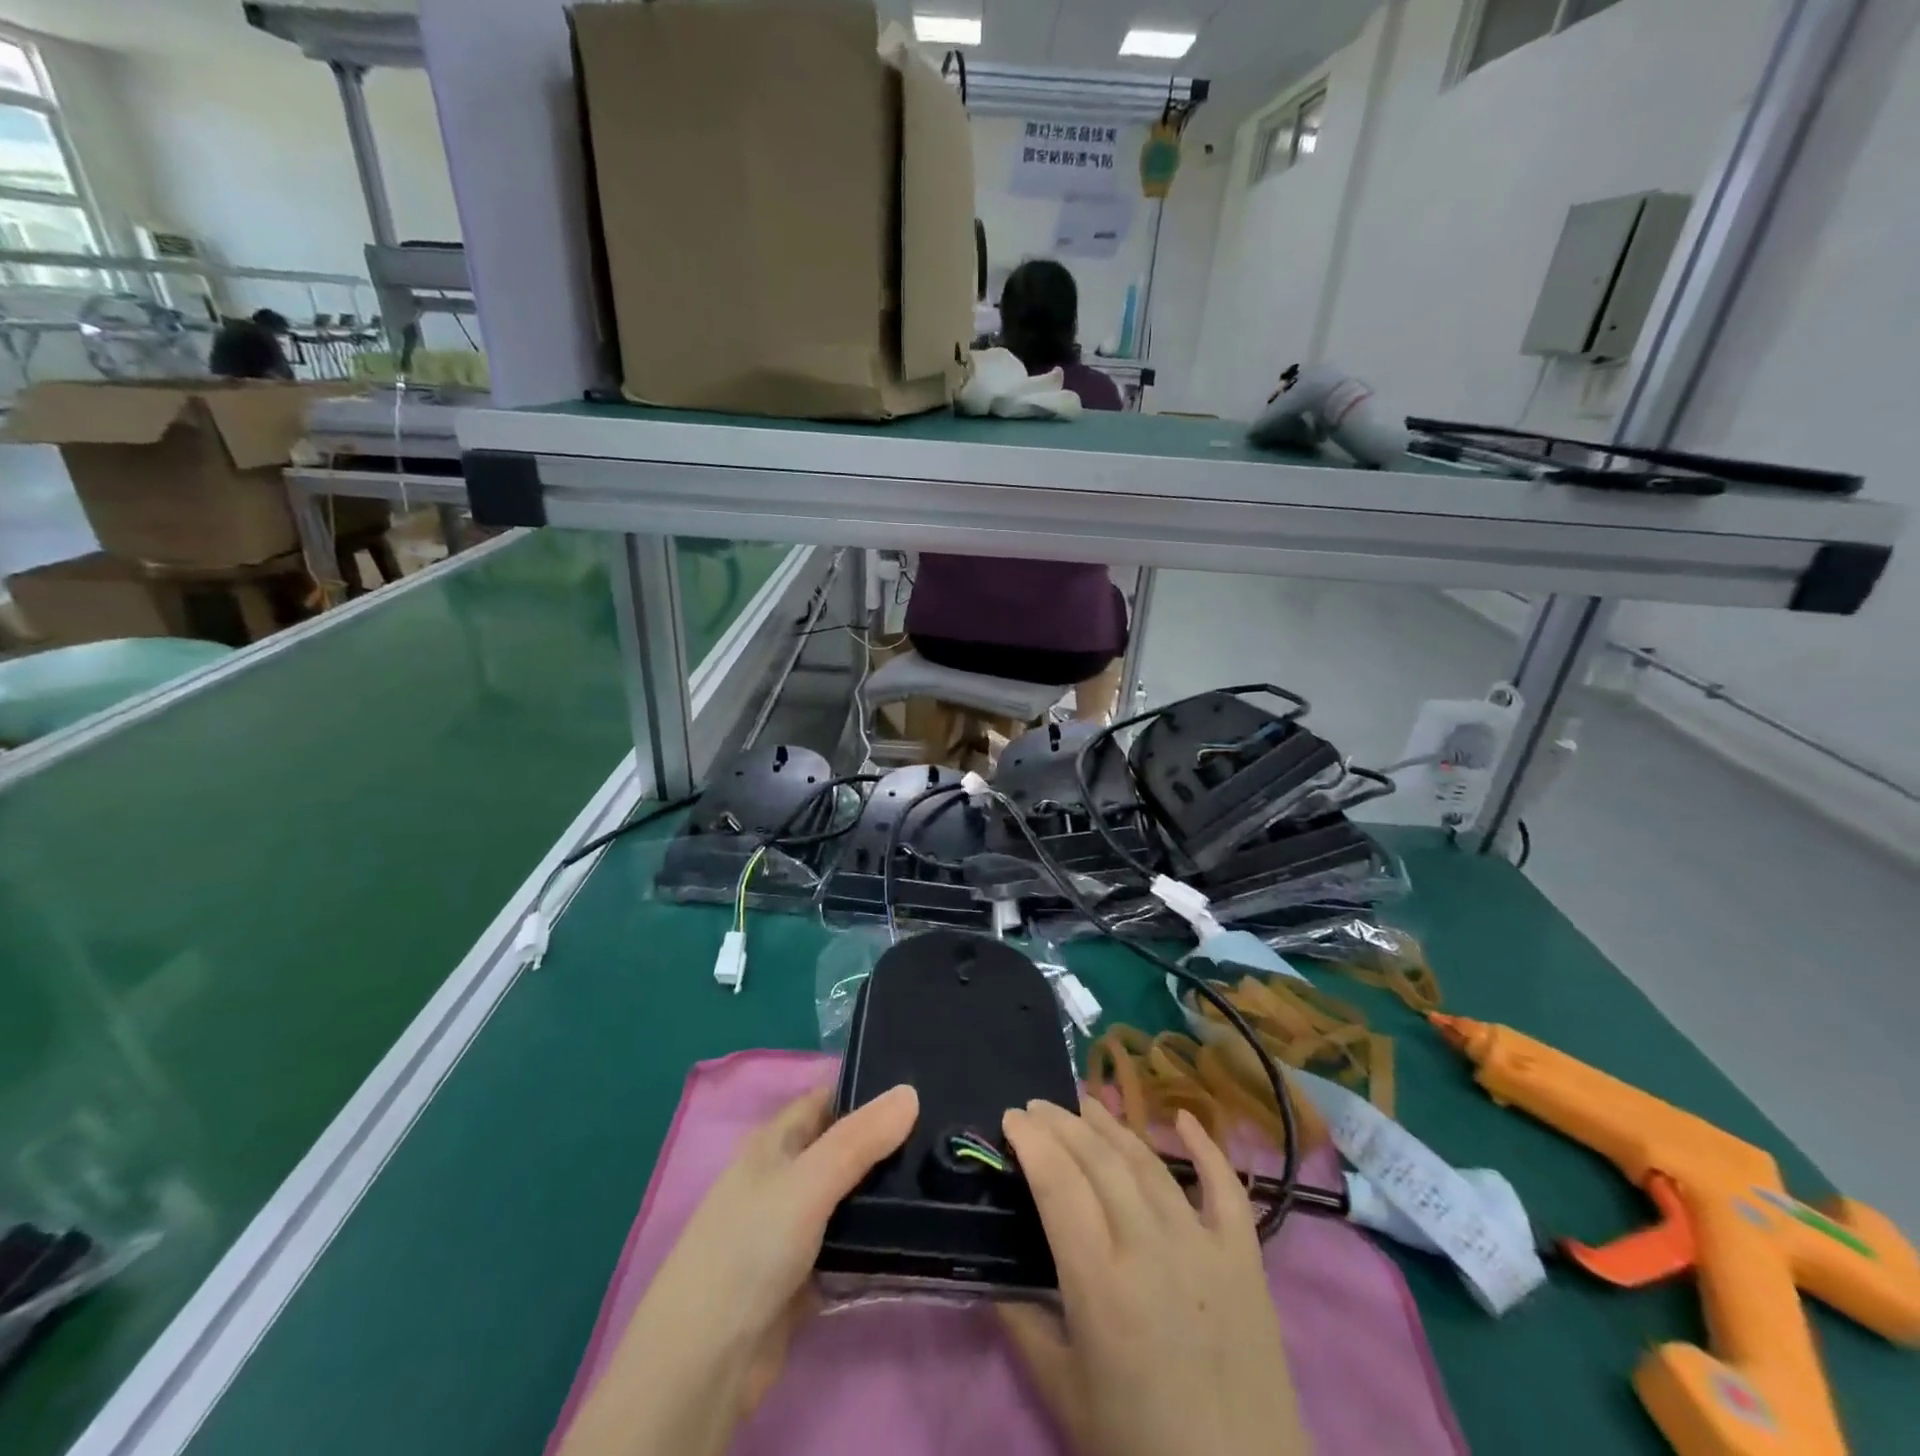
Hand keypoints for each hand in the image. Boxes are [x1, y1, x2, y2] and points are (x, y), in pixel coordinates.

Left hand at [559, 1082, 918, 1455]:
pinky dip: (875, 1240)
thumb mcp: (808, 1181)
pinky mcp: (805, 1276)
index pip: (828, 1100)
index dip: (869, 1091)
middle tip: (945, 1134)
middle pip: (842, 1148)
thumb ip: (860, 1139)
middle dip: (885, 1142)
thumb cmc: (750, 1247)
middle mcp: (783, 1177)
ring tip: (942, 1174)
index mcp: (774, 1142)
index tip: (922, 1087)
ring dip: (883, 1192)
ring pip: (848, 1198)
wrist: (705, 1362)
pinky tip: (916, 1231)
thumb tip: (910, 1091)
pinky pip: (849, 1245)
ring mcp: (793, 1228)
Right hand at [998, 1096, 1309, 1455]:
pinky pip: (1226, 1188)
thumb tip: (991, 1278)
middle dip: (1062, 1123)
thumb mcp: (1065, 1395)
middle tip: (1038, 1106)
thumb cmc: (1142, 1450)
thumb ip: (1023, 1327)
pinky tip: (1184, 1117)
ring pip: (1149, 1163)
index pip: (1058, 1186)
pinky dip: (1205, 1147)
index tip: (1012, 1117)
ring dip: (1113, 1125)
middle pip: (1099, 1161)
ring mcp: (1203, 1247)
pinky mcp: (1245, 1258)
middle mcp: (1150, 1249)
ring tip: (1085, 1103)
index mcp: (1101, 1285)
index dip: (1032, 1142)